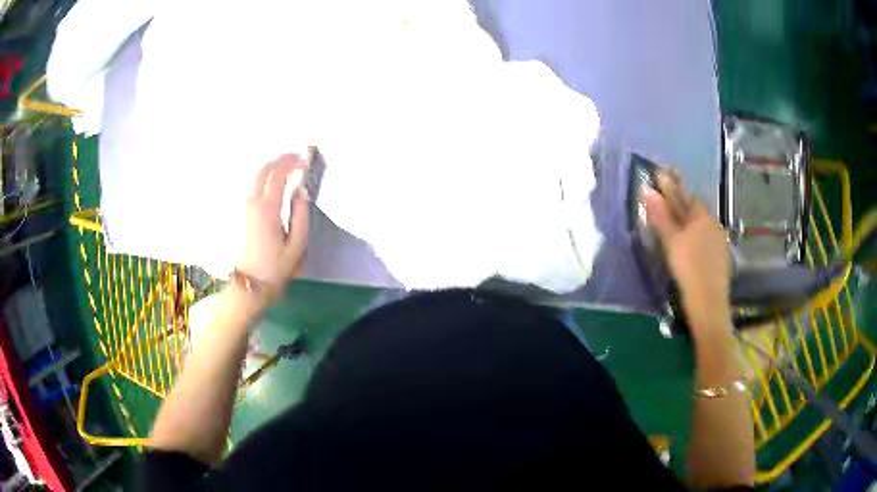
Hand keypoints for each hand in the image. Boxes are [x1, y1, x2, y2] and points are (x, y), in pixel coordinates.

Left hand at [237, 154, 310, 305]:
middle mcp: (254, 204)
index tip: (305, 162)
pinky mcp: (245, 214)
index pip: (277, 175)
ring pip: (257, 177)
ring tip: (289, 167)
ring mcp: (247, 208)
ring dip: (272, 167)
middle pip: (263, 171)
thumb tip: (301, 193)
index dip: (291, 164)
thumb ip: (301, 216)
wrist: (251, 284)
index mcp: (268, 210)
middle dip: (280, 160)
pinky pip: (255, 186)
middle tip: (297, 159)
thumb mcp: (297, 246)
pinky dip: (266, 177)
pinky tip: (276, 181)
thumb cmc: (276, 268)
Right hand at [643, 171, 729, 326]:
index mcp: (700, 217)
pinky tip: (694, 246)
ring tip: (681, 226)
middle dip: (683, 203)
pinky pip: (708, 238)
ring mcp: (719, 240)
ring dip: (692, 221)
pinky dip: (699, 236)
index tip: (662, 175)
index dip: (674, 186)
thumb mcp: (671, 241)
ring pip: (703, 224)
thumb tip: (647, 190)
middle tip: (670, 201)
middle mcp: (713, 223)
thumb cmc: (688, 268)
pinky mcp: (722, 256)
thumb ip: (660, 216)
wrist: (708, 300)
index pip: (686, 195)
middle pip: (696, 208)